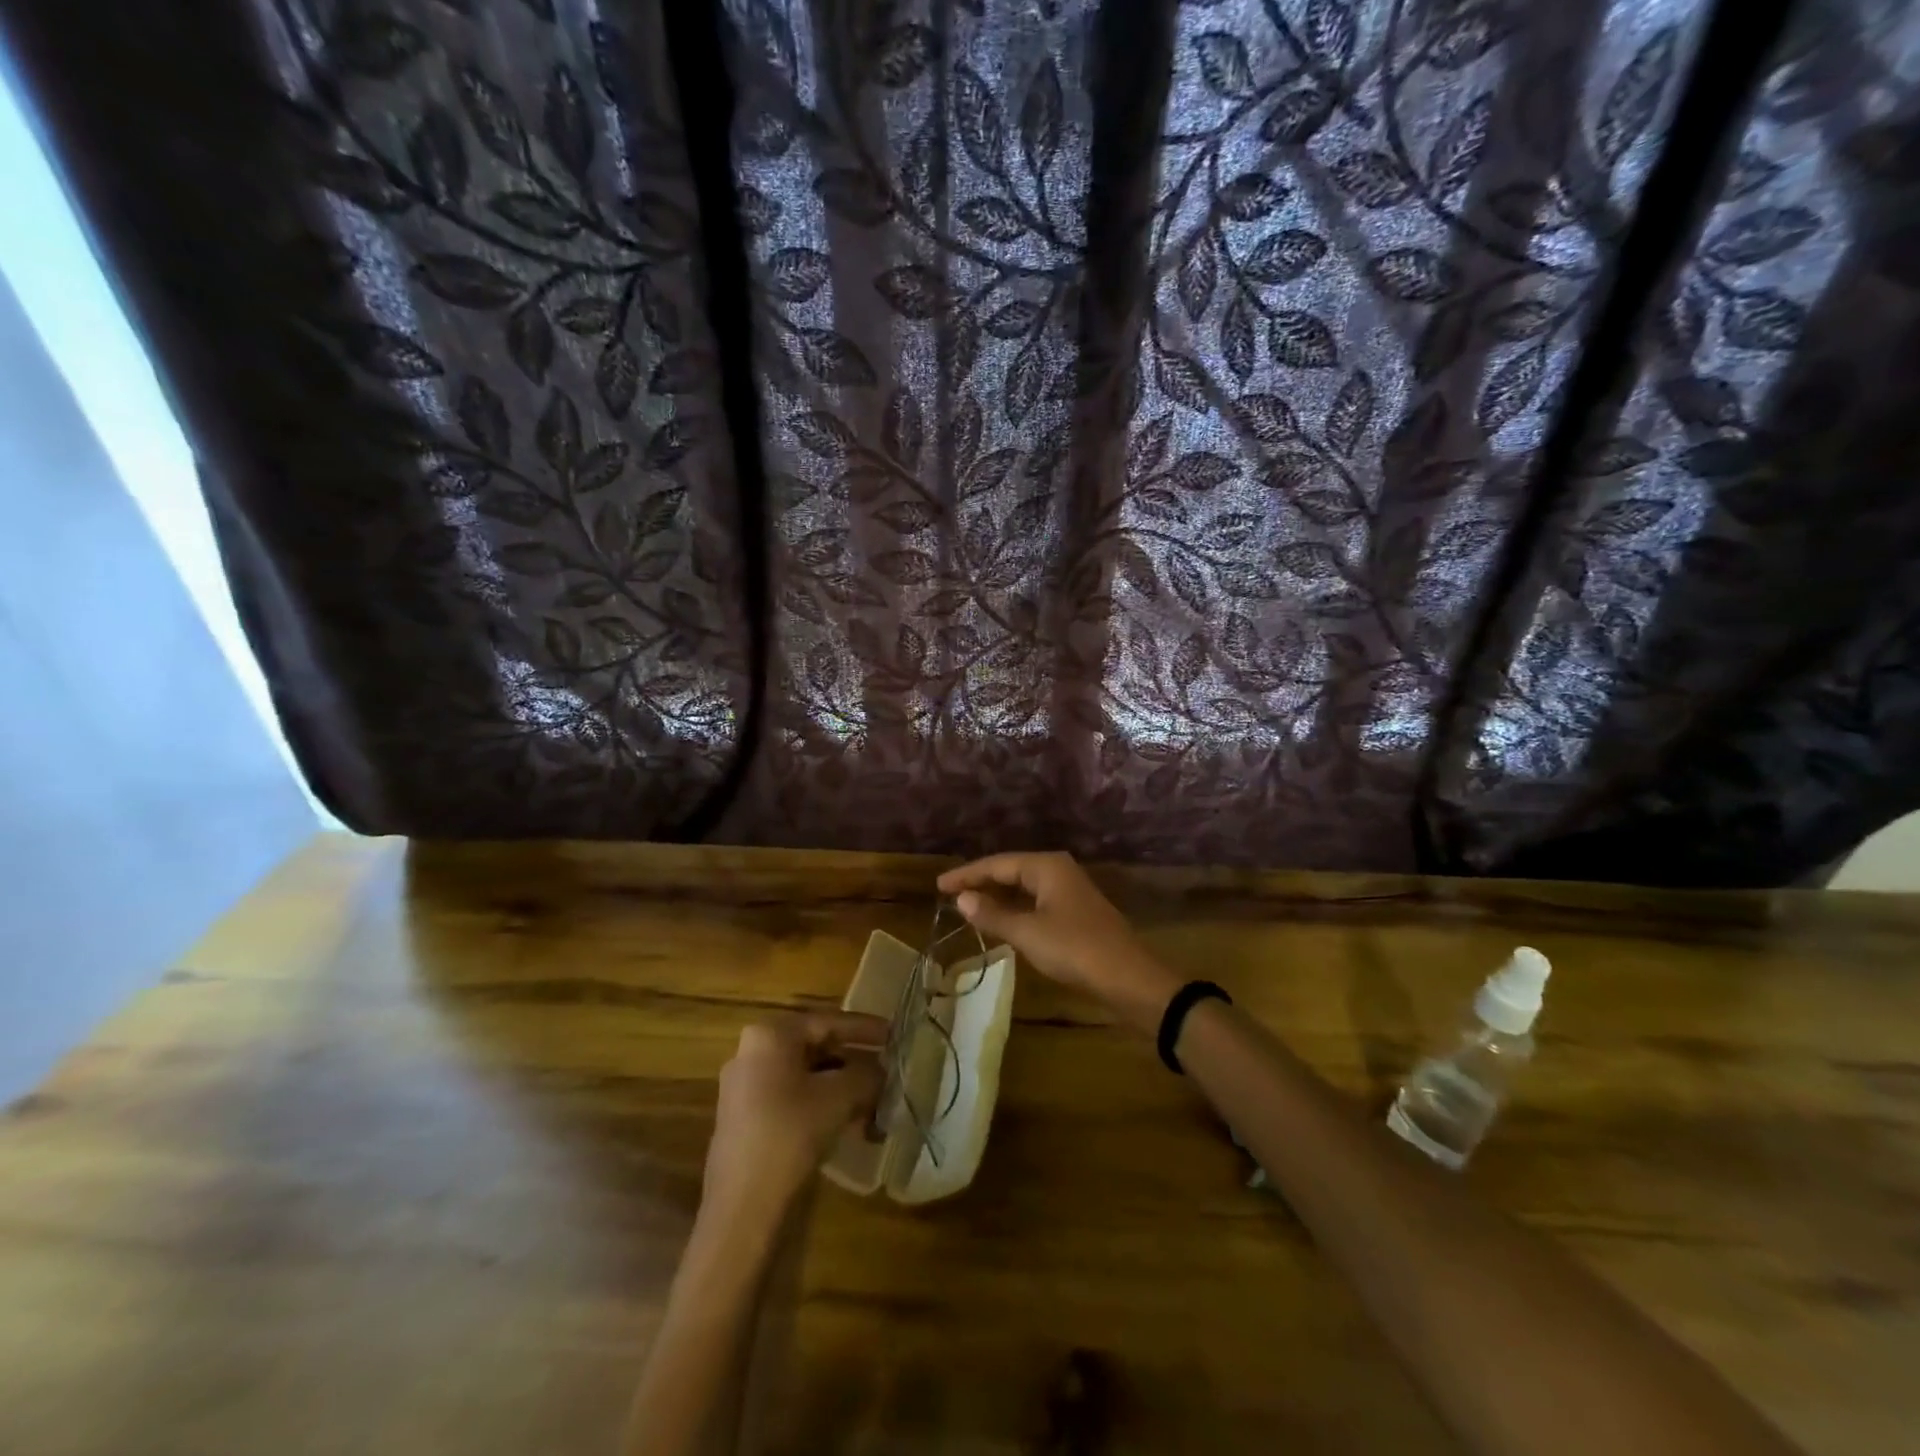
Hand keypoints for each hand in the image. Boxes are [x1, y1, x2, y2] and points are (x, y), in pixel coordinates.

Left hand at [702, 1012, 885, 1233]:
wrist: (743, 1208)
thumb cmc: (791, 1134)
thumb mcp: (840, 1097)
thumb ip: (866, 1075)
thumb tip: (881, 1071)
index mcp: (769, 1036)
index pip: (826, 1022)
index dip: (864, 1028)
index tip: (893, 1033)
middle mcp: (751, 1054)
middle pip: (815, 1049)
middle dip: (854, 1060)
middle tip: (886, 1068)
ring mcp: (745, 1090)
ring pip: (805, 1077)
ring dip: (841, 1087)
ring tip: (875, 1101)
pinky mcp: (746, 1122)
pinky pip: (793, 1100)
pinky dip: (822, 1106)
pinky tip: (851, 1124)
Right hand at [937, 852, 1179, 1032]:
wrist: (1128, 979)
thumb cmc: (1074, 949)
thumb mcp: (1028, 933)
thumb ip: (993, 914)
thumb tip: (962, 899)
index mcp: (1047, 866)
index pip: (997, 863)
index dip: (966, 874)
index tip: (939, 885)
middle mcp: (1059, 871)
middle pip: (1011, 870)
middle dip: (981, 882)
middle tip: (949, 895)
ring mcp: (1070, 892)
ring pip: (1024, 887)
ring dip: (998, 896)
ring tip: (969, 907)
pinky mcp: (1076, 913)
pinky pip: (1036, 902)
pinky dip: (1015, 909)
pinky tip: (1002, 921)